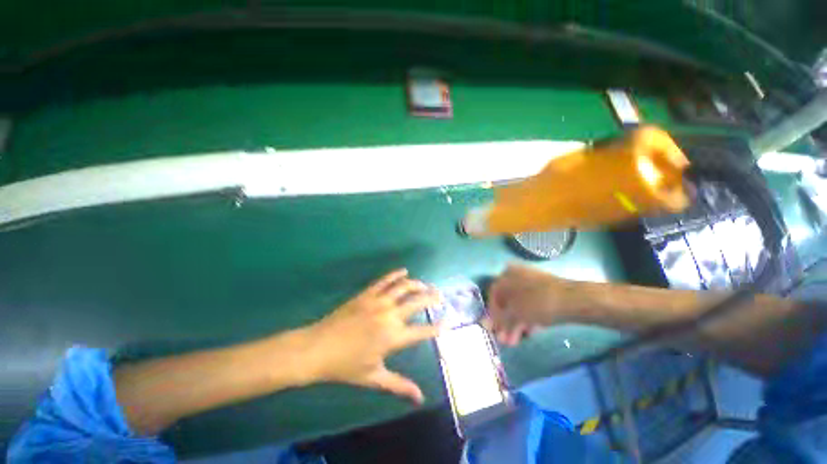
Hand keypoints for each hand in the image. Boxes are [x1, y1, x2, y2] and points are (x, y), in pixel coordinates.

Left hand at [302, 269, 440, 403]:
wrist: (318, 348)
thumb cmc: (346, 366)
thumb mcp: (374, 377)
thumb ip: (399, 386)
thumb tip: (420, 398)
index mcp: (393, 337)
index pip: (422, 331)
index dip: (437, 328)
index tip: (447, 323)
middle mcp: (390, 315)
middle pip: (417, 302)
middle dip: (432, 298)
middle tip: (440, 296)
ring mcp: (378, 301)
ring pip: (403, 287)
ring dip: (417, 284)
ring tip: (425, 285)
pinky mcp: (367, 294)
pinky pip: (384, 280)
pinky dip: (396, 274)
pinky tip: (404, 271)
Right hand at [488, 264, 574, 345]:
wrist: (574, 300)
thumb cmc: (537, 303)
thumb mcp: (515, 313)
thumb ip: (500, 320)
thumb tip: (485, 324)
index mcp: (506, 275)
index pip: (493, 295)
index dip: (492, 313)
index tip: (494, 329)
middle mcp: (516, 275)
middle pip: (507, 301)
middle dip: (506, 322)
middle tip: (506, 340)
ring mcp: (532, 282)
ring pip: (520, 304)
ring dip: (516, 323)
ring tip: (516, 341)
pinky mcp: (545, 290)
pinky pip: (531, 304)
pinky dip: (528, 318)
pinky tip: (530, 332)